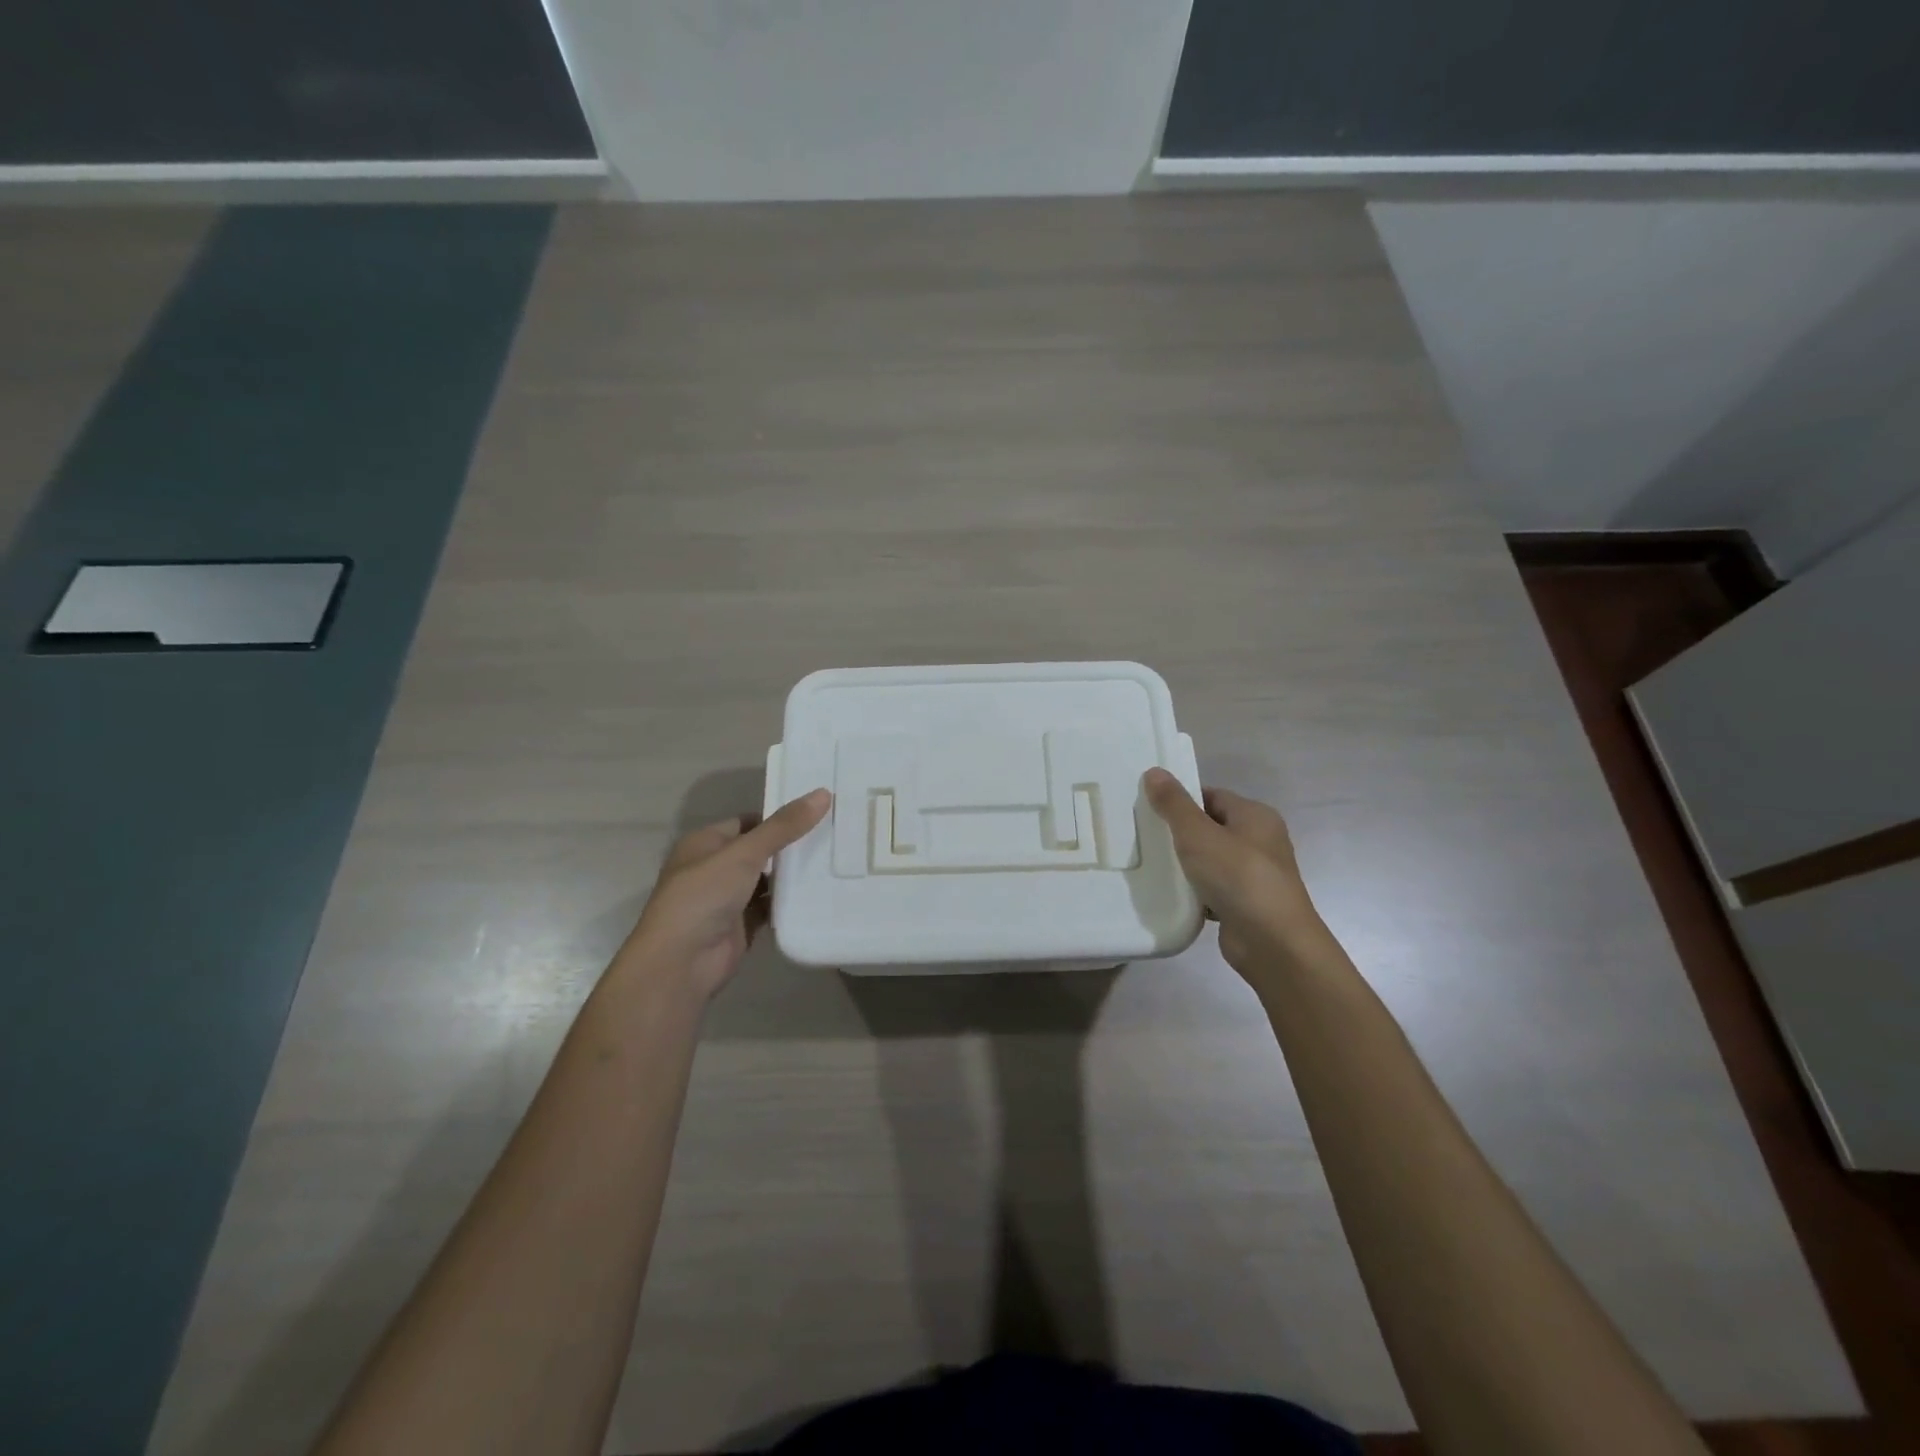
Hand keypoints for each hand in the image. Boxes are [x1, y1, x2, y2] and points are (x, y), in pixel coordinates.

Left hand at [619, 789, 830, 999]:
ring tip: (834, 861)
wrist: (682, 963)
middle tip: (833, 835)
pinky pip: (770, 908)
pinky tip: (819, 894)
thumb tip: (823, 793)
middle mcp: (714, 868)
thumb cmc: (704, 896)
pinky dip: (789, 903)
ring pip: (766, 881)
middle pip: (759, 851)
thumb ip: (784, 826)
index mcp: (705, 843)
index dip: (778, 817)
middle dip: (790, 846)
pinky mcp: (741, 926)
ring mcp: (727, 900)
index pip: (747, 822)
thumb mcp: (745, 853)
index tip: (816, 813)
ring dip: (792, 876)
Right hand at [1142, 769, 1322, 978]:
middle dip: (1179, 833)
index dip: (1181, 800)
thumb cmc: (1238, 877)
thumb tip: (1154, 771)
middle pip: (1210, 828)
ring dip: (1185, 864)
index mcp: (1255, 816)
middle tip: (1143, 836)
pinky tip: (1170, 894)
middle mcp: (1260, 841)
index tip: (1149, 809)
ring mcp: (1254, 875)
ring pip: (1210, 860)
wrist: (1273, 943)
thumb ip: (1174, 804)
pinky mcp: (1245, 904)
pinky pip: (1212, 888)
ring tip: (1150, 864)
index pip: (1211, 797)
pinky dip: (1194, 891)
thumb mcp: (1198, 834)